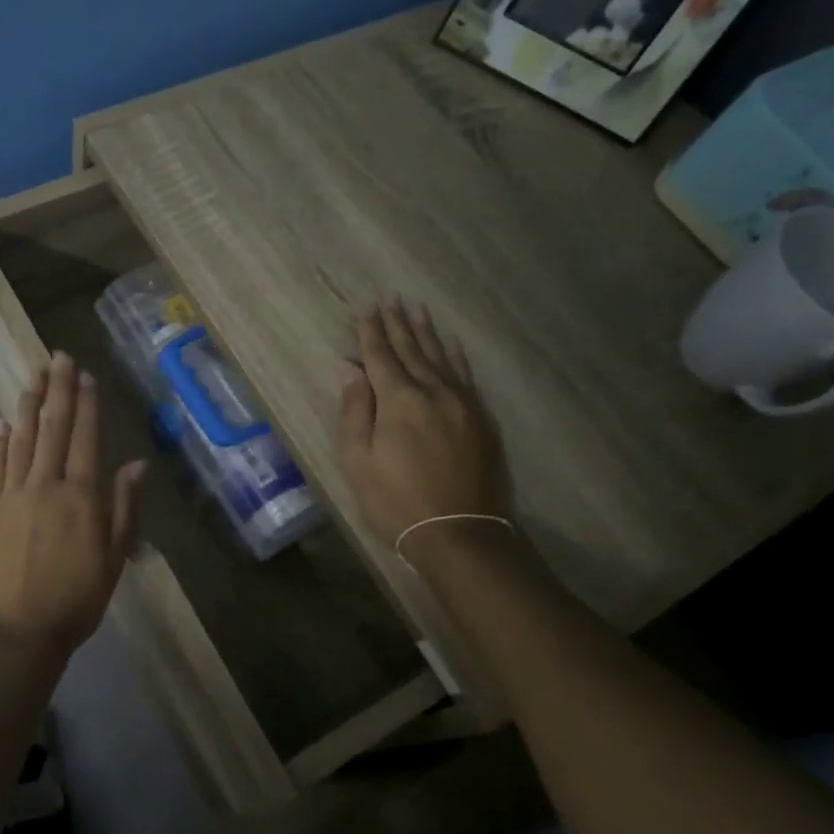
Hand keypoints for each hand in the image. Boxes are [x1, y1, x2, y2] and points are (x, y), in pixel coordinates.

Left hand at [0, 354, 144, 660]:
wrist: (18, 633)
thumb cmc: (76, 600)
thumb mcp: (113, 559)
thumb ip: (124, 508)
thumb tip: (136, 465)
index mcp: (81, 496)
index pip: (85, 437)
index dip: (86, 404)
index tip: (85, 375)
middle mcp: (46, 485)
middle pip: (52, 427)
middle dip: (58, 390)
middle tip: (58, 357)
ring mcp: (11, 494)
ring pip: (21, 439)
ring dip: (28, 405)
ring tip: (33, 377)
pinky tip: (3, 422)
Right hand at [339, 301, 511, 562]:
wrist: (461, 534)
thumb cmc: (396, 501)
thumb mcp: (359, 461)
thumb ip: (355, 411)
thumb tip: (351, 371)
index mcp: (399, 400)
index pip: (380, 356)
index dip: (369, 333)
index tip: (365, 310)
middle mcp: (433, 391)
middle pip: (412, 350)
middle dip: (397, 324)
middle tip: (390, 299)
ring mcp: (463, 403)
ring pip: (441, 357)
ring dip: (426, 332)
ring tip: (416, 309)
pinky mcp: (481, 419)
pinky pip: (466, 375)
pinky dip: (455, 355)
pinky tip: (451, 344)